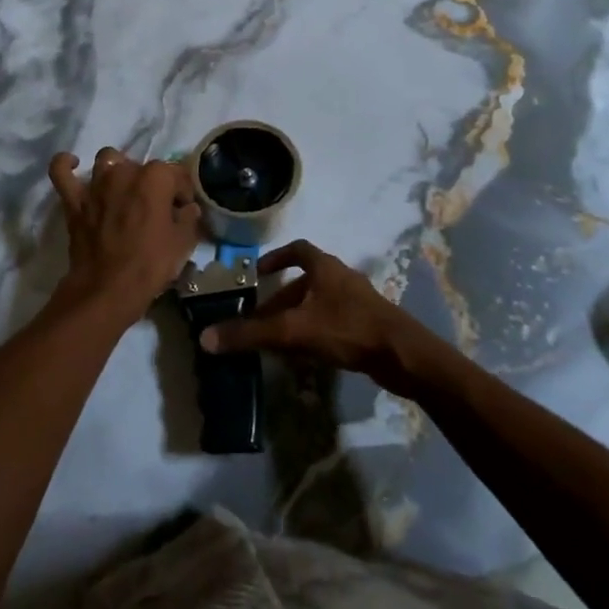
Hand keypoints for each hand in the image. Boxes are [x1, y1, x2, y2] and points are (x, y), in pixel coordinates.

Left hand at [48, 148, 201, 315]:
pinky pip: (61, 172)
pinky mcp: (73, 200)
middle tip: (155, 209)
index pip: (176, 174)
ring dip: (117, 170)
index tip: (182, 211)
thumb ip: (189, 218)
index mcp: (155, 177)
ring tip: (123, 190)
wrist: (108, 289)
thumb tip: (187, 208)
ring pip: (107, 160)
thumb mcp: (184, 243)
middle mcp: (124, 171)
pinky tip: (73, 164)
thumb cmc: (150, 264)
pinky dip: (65, 165)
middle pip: (142, 167)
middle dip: (152, 184)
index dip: (182, 193)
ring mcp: (95, 184)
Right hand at [199, 240, 430, 393]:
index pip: (298, 250)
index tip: (258, 273)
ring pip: (318, 305)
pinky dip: (314, 334)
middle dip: (280, 300)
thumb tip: (205, 338)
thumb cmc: (347, 329)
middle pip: (305, 282)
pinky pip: (332, 323)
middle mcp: (341, 278)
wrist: (402, 356)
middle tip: (258, 320)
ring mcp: (357, 302)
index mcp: (325, 267)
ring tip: (276, 342)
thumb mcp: (293, 331)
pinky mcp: (366, 325)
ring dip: (296, 319)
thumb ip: (251, 334)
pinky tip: (304, 358)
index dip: (277, 258)